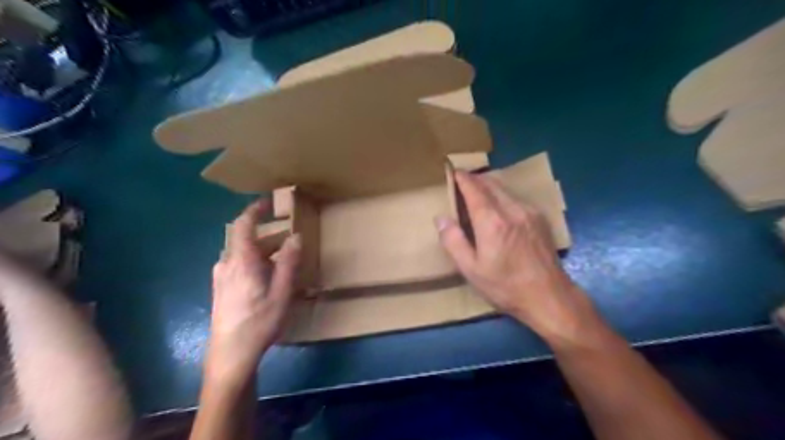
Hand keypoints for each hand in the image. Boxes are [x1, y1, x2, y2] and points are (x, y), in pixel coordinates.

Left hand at [205, 202, 300, 386]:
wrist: (231, 354)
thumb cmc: (259, 322)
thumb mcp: (282, 292)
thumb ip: (289, 262)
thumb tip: (295, 237)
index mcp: (242, 261)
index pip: (243, 225)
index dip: (254, 210)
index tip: (268, 202)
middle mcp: (227, 264)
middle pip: (245, 240)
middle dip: (268, 235)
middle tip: (289, 238)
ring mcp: (221, 277)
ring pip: (242, 253)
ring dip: (262, 250)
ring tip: (283, 259)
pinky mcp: (221, 288)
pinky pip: (238, 264)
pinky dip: (254, 261)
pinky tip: (267, 276)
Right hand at [435, 172, 601, 346]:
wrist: (549, 296)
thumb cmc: (505, 286)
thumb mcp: (471, 269)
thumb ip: (453, 241)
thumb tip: (441, 218)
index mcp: (492, 222)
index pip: (474, 190)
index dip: (463, 179)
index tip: (453, 172)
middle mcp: (512, 210)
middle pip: (491, 184)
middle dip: (475, 178)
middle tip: (462, 179)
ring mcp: (529, 212)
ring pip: (505, 189)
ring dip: (489, 185)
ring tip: (478, 190)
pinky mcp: (540, 218)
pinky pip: (516, 198)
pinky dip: (503, 195)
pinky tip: (499, 206)